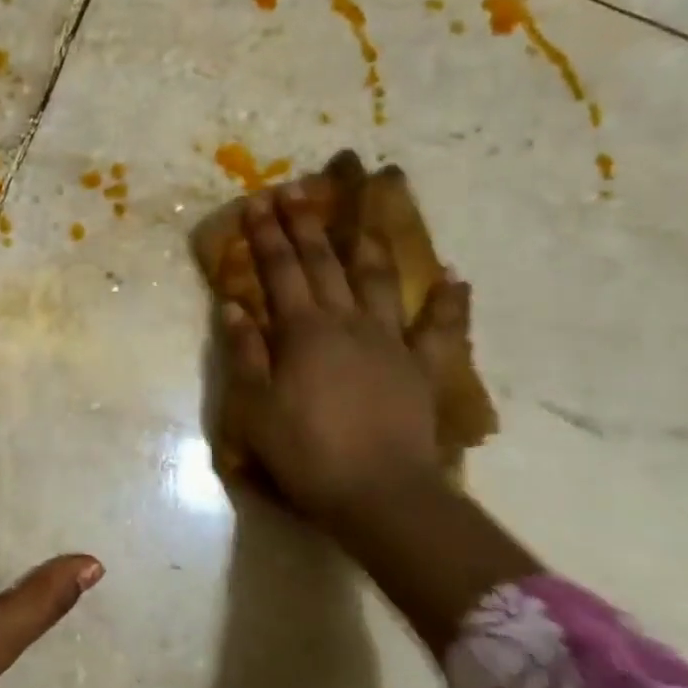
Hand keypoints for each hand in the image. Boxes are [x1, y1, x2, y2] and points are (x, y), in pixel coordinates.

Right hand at [218, 186, 467, 525]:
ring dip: (367, 245)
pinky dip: (449, 302)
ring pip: (379, 281)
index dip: (267, 235)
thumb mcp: (256, 408)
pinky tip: (454, 278)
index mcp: (304, 332)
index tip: (258, 202)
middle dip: (307, 226)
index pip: (280, 271)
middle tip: (297, 192)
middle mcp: (347, 323)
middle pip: (324, 264)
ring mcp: (390, 341)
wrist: (380, 495)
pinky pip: (441, 328)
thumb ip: (245, 353)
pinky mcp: (422, 368)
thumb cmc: (307, 453)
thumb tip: (233, 306)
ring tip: (364, 216)